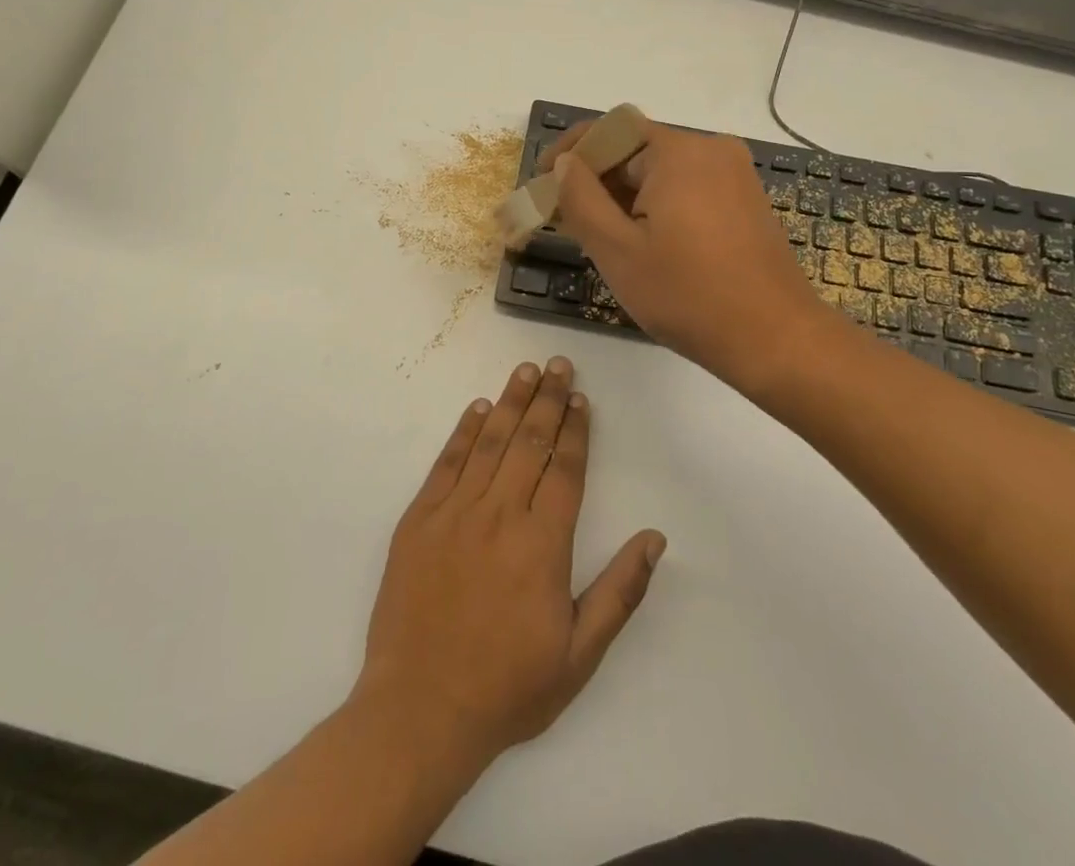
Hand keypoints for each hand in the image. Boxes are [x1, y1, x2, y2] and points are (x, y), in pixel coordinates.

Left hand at [355, 357, 665, 766]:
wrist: (421, 710)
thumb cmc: (508, 687)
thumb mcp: (579, 655)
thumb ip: (619, 592)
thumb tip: (655, 538)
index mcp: (543, 544)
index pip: (566, 469)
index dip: (576, 430)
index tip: (582, 399)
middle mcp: (500, 515)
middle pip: (530, 442)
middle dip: (548, 399)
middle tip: (559, 364)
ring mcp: (455, 512)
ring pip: (490, 442)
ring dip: (511, 402)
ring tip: (527, 370)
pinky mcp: (419, 519)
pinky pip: (447, 462)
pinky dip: (464, 431)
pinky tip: (478, 408)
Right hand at [545, 121, 825, 392]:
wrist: (775, 339)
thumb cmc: (688, 296)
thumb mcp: (617, 250)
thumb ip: (580, 197)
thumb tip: (565, 161)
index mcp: (677, 151)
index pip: (609, 130)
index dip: (569, 150)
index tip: (542, 181)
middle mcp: (710, 148)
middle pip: (635, 148)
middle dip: (596, 179)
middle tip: (567, 220)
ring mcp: (733, 173)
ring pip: (660, 169)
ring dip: (625, 194)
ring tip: (601, 237)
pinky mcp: (744, 198)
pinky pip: (687, 185)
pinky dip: (656, 203)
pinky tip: (643, 241)